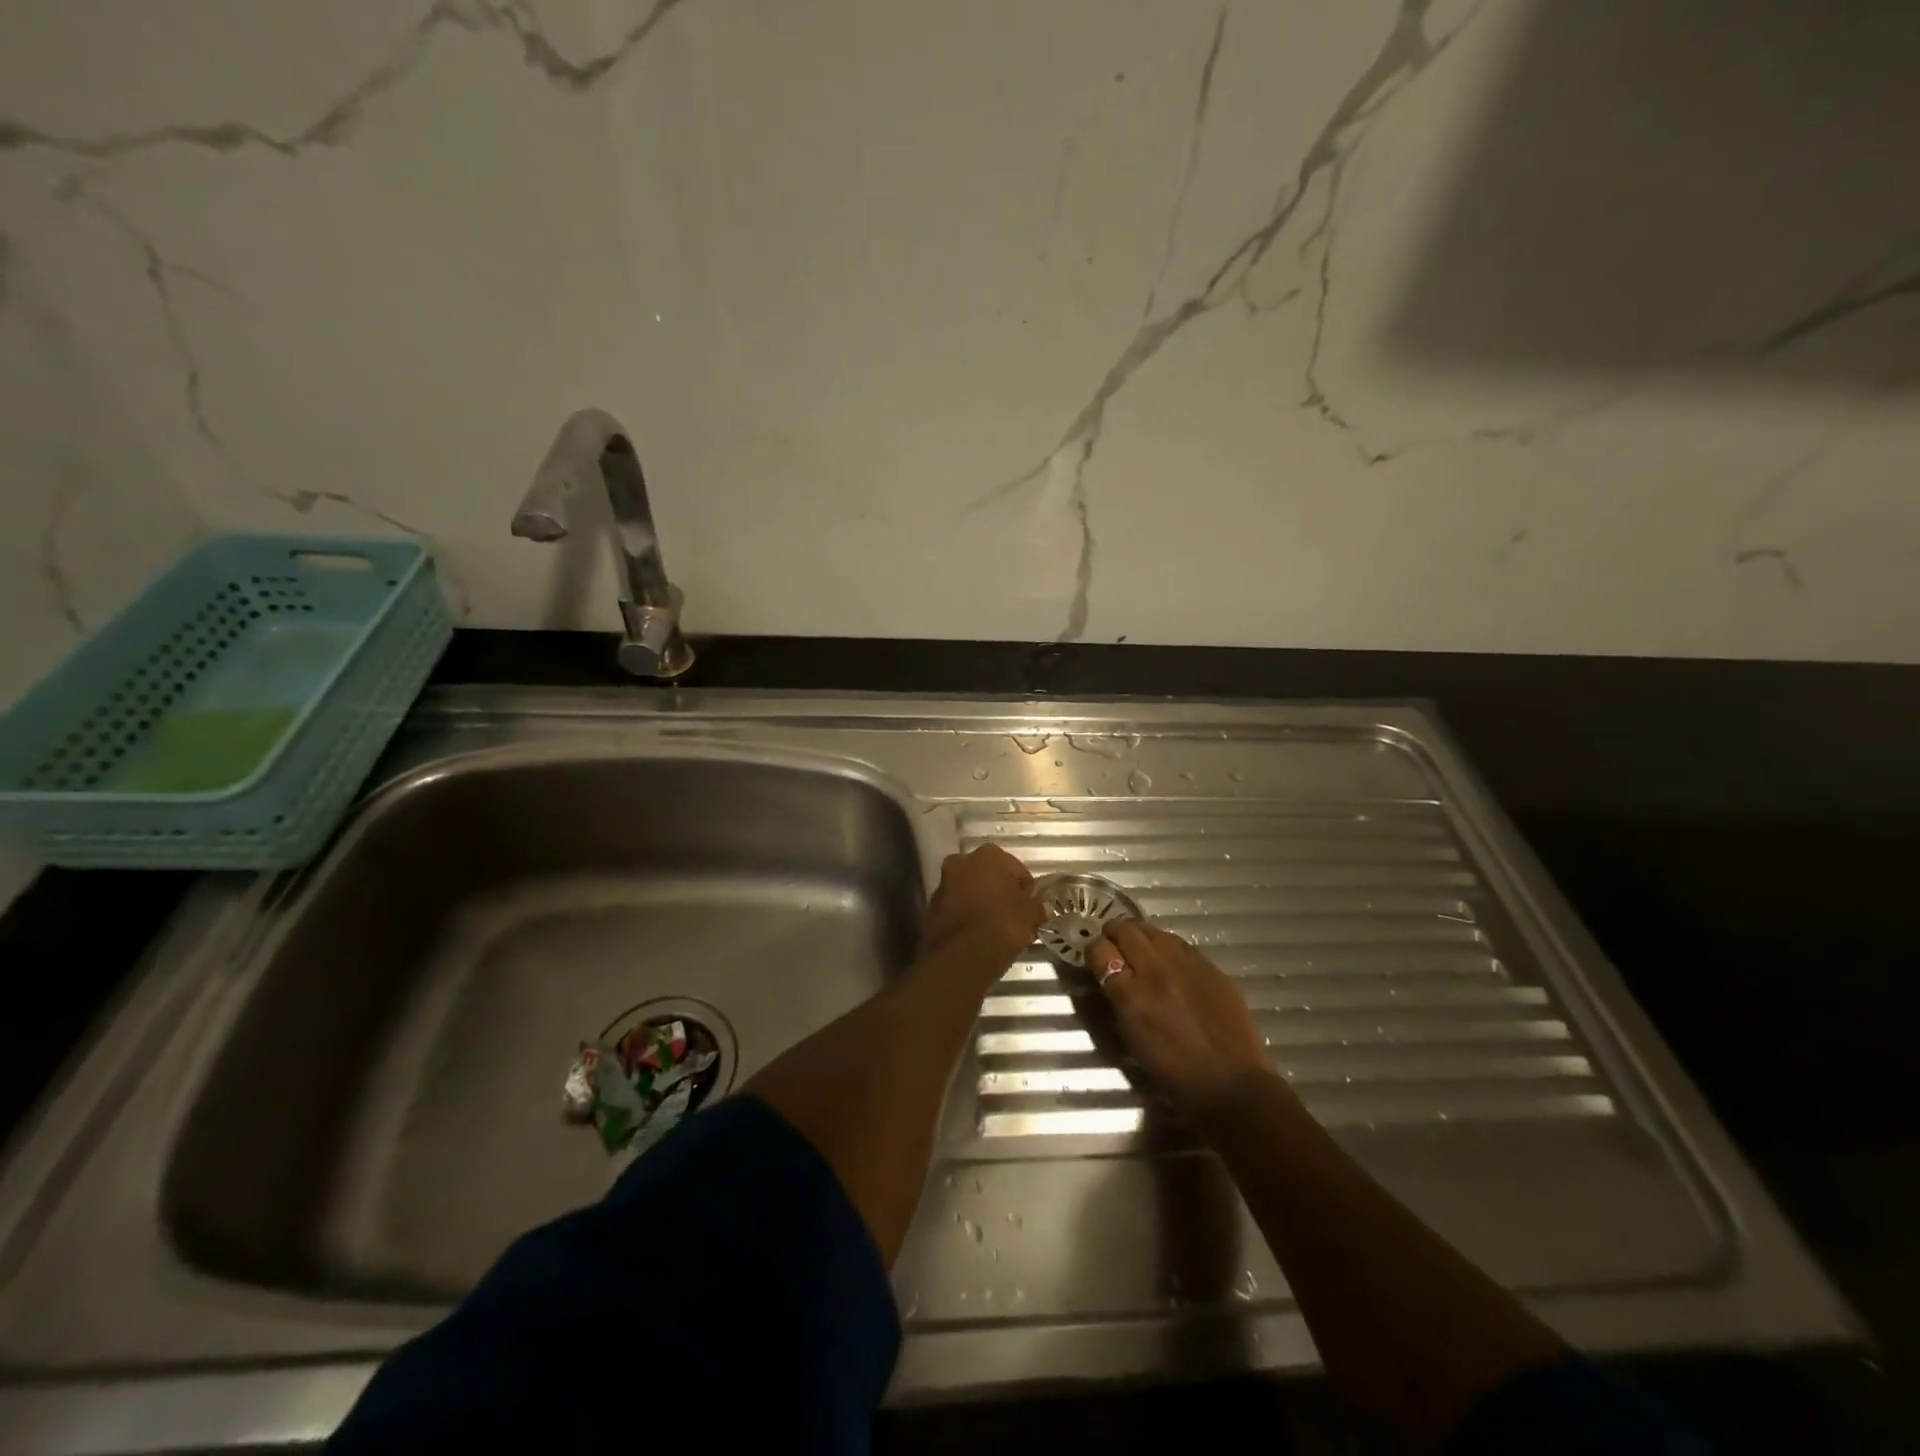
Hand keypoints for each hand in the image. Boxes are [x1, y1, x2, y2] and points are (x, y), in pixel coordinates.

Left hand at [921, 844, 1044, 961]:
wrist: (960, 958)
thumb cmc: (1001, 926)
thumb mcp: (1030, 916)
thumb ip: (1036, 906)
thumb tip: (1037, 907)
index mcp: (988, 855)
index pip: (1016, 868)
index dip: (1025, 889)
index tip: (1031, 908)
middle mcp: (961, 862)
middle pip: (989, 876)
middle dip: (1001, 893)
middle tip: (1014, 917)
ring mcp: (943, 884)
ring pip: (970, 891)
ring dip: (982, 904)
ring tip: (997, 930)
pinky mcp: (931, 907)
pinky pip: (956, 908)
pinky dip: (967, 917)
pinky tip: (979, 936)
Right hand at [1089, 920, 1275, 1117]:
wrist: (1230, 1083)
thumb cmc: (1173, 1071)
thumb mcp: (1132, 1036)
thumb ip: (1119, 999)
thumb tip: (1112, 975)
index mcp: (1132, 995)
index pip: (1100, 951)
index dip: (1094, 951)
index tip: (1096, 958)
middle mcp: (1156, 971)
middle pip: (1125, 930)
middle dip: (1114, 934)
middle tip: (1114, 945)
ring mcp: (1186, 964)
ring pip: (1153, 930)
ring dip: (1141, 936)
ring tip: (1140, 948)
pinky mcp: (1209, 965)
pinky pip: (1180, 943)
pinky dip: (1166, 946)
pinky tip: (1169, 960)